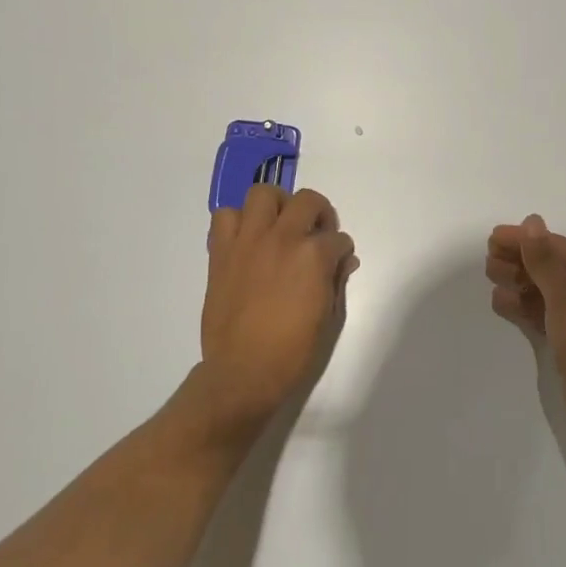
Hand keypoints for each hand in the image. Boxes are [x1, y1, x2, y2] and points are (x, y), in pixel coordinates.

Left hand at [201, 185, 356, 435]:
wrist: (243, 372)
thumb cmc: (293, 352)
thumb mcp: (329, 318)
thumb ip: (337, 281)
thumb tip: (344, 261)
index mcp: (314, 256)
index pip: (337, 238)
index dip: (340, 250)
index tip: (337, 262)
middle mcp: (282, 238)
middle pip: (307, 200)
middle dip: (319, 214)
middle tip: (315, 233)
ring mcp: (248, 241)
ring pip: (262, 194)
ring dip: (276, 205)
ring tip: (279, 225)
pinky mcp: (222, 252)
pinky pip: (224, 217)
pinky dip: (237, 222)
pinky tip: (247, 240)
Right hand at [486, 215, 565, 456]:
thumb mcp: (565, 296)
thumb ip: (543, 259)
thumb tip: (532, 221)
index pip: (555, 247)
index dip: (523, 240)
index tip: (492, 237)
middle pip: (547, 266)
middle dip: (518, 260)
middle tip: (488, 261)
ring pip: (542, 291)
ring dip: (517, 282)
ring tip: (491, 277)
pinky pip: (541, 314)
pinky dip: (521, 307)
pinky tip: (500, 303)